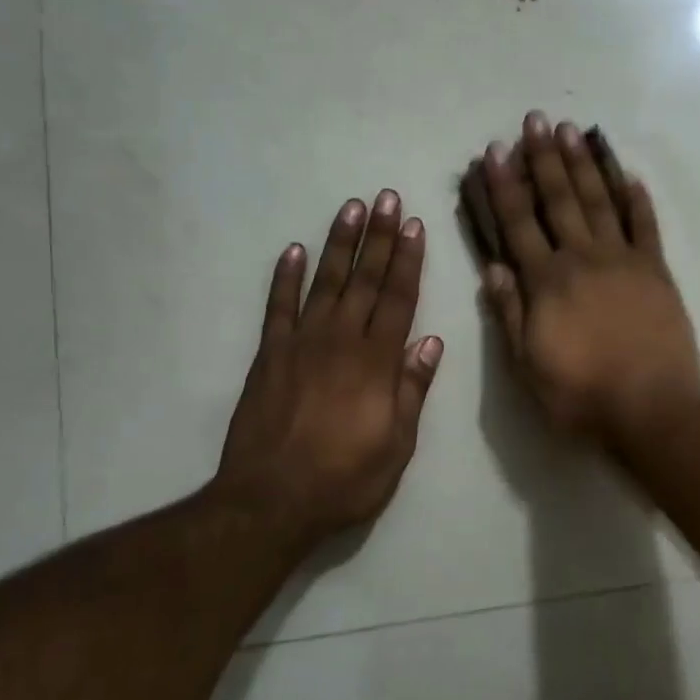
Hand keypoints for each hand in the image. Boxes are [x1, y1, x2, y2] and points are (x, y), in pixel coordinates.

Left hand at [210, 192, 443, 548]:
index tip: (414, 226)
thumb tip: (431, 342)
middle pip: (364, 280)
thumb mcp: (396, 445)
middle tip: (387, 198)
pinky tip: (295, 250)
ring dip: (339, 244)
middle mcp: (340, 342)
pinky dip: (286, 277)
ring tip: (351, 208)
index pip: (398, 300)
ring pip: (325, 283)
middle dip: (379, 237)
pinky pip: (278, 307)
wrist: (269, 502)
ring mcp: (300, 345)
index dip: (408, 261)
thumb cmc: (345, 479)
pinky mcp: (268, 356)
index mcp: (377, 363)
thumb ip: (412, 390)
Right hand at [473, 112, 699, 440]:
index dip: (506, 187)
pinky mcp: (657, 271)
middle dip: (544, 159)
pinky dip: (636, 199)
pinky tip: (627, 175)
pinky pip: (645, 226)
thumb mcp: (528, 366)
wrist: (652, 409)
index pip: (519, 224)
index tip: (496, 152)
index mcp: (547, 282)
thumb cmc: (581, 395)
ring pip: (599, 202)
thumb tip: (494, 268)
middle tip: (535, 120)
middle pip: (560, 200)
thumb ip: (510, 314)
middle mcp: (583, 259)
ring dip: (584, 164)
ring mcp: (624, 261)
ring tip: (572, 131)